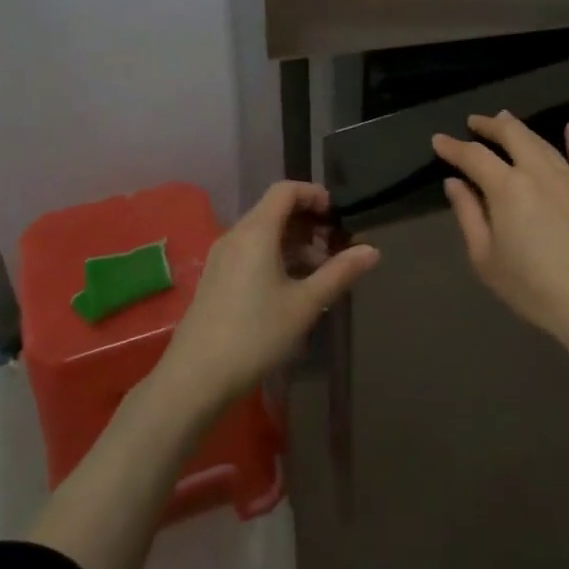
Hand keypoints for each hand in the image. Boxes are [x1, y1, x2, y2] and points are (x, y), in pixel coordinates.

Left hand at [160, 181, 378, 409]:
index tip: (338, 217)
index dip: (314, 195)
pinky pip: (251, 251)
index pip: (286, 190)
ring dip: (294, 243)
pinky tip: (292, 288)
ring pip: (263, 233)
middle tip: (336, 248)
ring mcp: (222, 257)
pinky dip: (276, 256)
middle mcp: (236, 235)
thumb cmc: (255, 335)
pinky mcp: (216, 277)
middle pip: (275, 209)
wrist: (195, 378)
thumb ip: (339, 273)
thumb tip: (373, 250)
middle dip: (309, 222)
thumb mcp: (304, 304)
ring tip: (320, 273)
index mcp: (256, 231)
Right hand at [433, 114, 568, 367]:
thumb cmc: (534, 289)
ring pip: (542, 142)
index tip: (438, 140)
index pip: (473, 156)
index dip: (452, 147)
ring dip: (520, 129)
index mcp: (506, 188)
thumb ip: (468, 215)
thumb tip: (454, 182)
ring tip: (506, 121)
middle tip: (474, 122)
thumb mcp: (486, 259)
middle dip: (489, 125)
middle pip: (511, 135)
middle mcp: (538, 172)